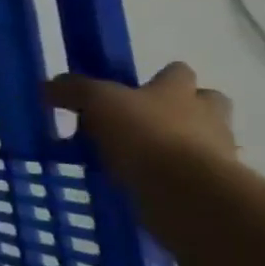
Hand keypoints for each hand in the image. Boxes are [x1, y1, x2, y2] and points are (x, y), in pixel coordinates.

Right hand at [44, 62, 237, 195]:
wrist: (188, 193)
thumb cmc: (145, 134)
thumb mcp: (97, 101)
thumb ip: (73, 90)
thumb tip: (49, 85)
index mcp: (179, 90)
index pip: (178, 72)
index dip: (158, 78)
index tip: (132, 91)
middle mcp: (205, 117)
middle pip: (204, 105)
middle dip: (179, 112)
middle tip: (140, 124)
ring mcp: (215, 154)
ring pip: (198, 144)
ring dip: (172, 149)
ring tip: (131, 162)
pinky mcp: (212, 189)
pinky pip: (189, 179)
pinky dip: (168, 182)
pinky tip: (138, 188)